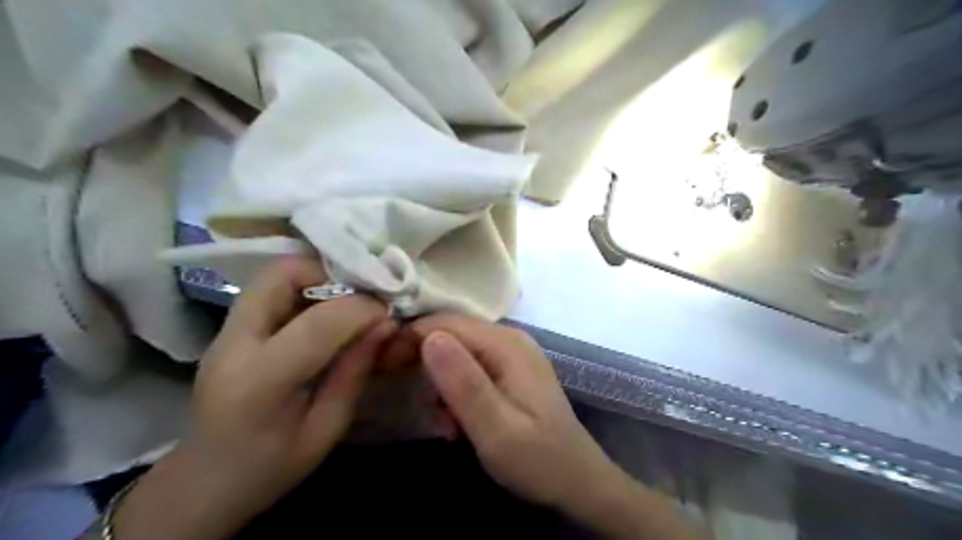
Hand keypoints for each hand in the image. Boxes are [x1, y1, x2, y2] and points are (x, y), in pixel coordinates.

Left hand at [114, 258, 391, 539]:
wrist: (205, 482)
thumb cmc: (271, 467)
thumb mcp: (327, 428)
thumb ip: (355, 371)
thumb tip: (386, 324)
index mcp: (259, 383)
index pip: (317, 324)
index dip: (361, 309)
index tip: (387, 313)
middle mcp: (233, 345)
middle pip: (279, 275)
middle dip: (329, 274)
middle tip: (361, 296)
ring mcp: (224, 333)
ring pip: (272, 275)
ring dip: (316, 277)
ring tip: (346, 302)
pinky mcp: (228, 330)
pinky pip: (269, 290)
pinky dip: (304, 289)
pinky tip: (324, 313)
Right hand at [403, 315, 704, 539]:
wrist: (577, 481)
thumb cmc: (538, 460)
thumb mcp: (496, 430)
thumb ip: (463, 383)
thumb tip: (428, 337)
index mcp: (506, 345)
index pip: (445, 324)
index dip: (410, 339)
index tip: (382, 366)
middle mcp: (508, 339)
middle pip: (450, 335)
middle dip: (424, 366)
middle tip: (417, 405)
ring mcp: (510, 354)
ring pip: (456, 354)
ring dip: (441, 387)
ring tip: (445, 425)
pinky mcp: (508, 371)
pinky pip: (469, 369)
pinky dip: (456, 393)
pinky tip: (458, 423)